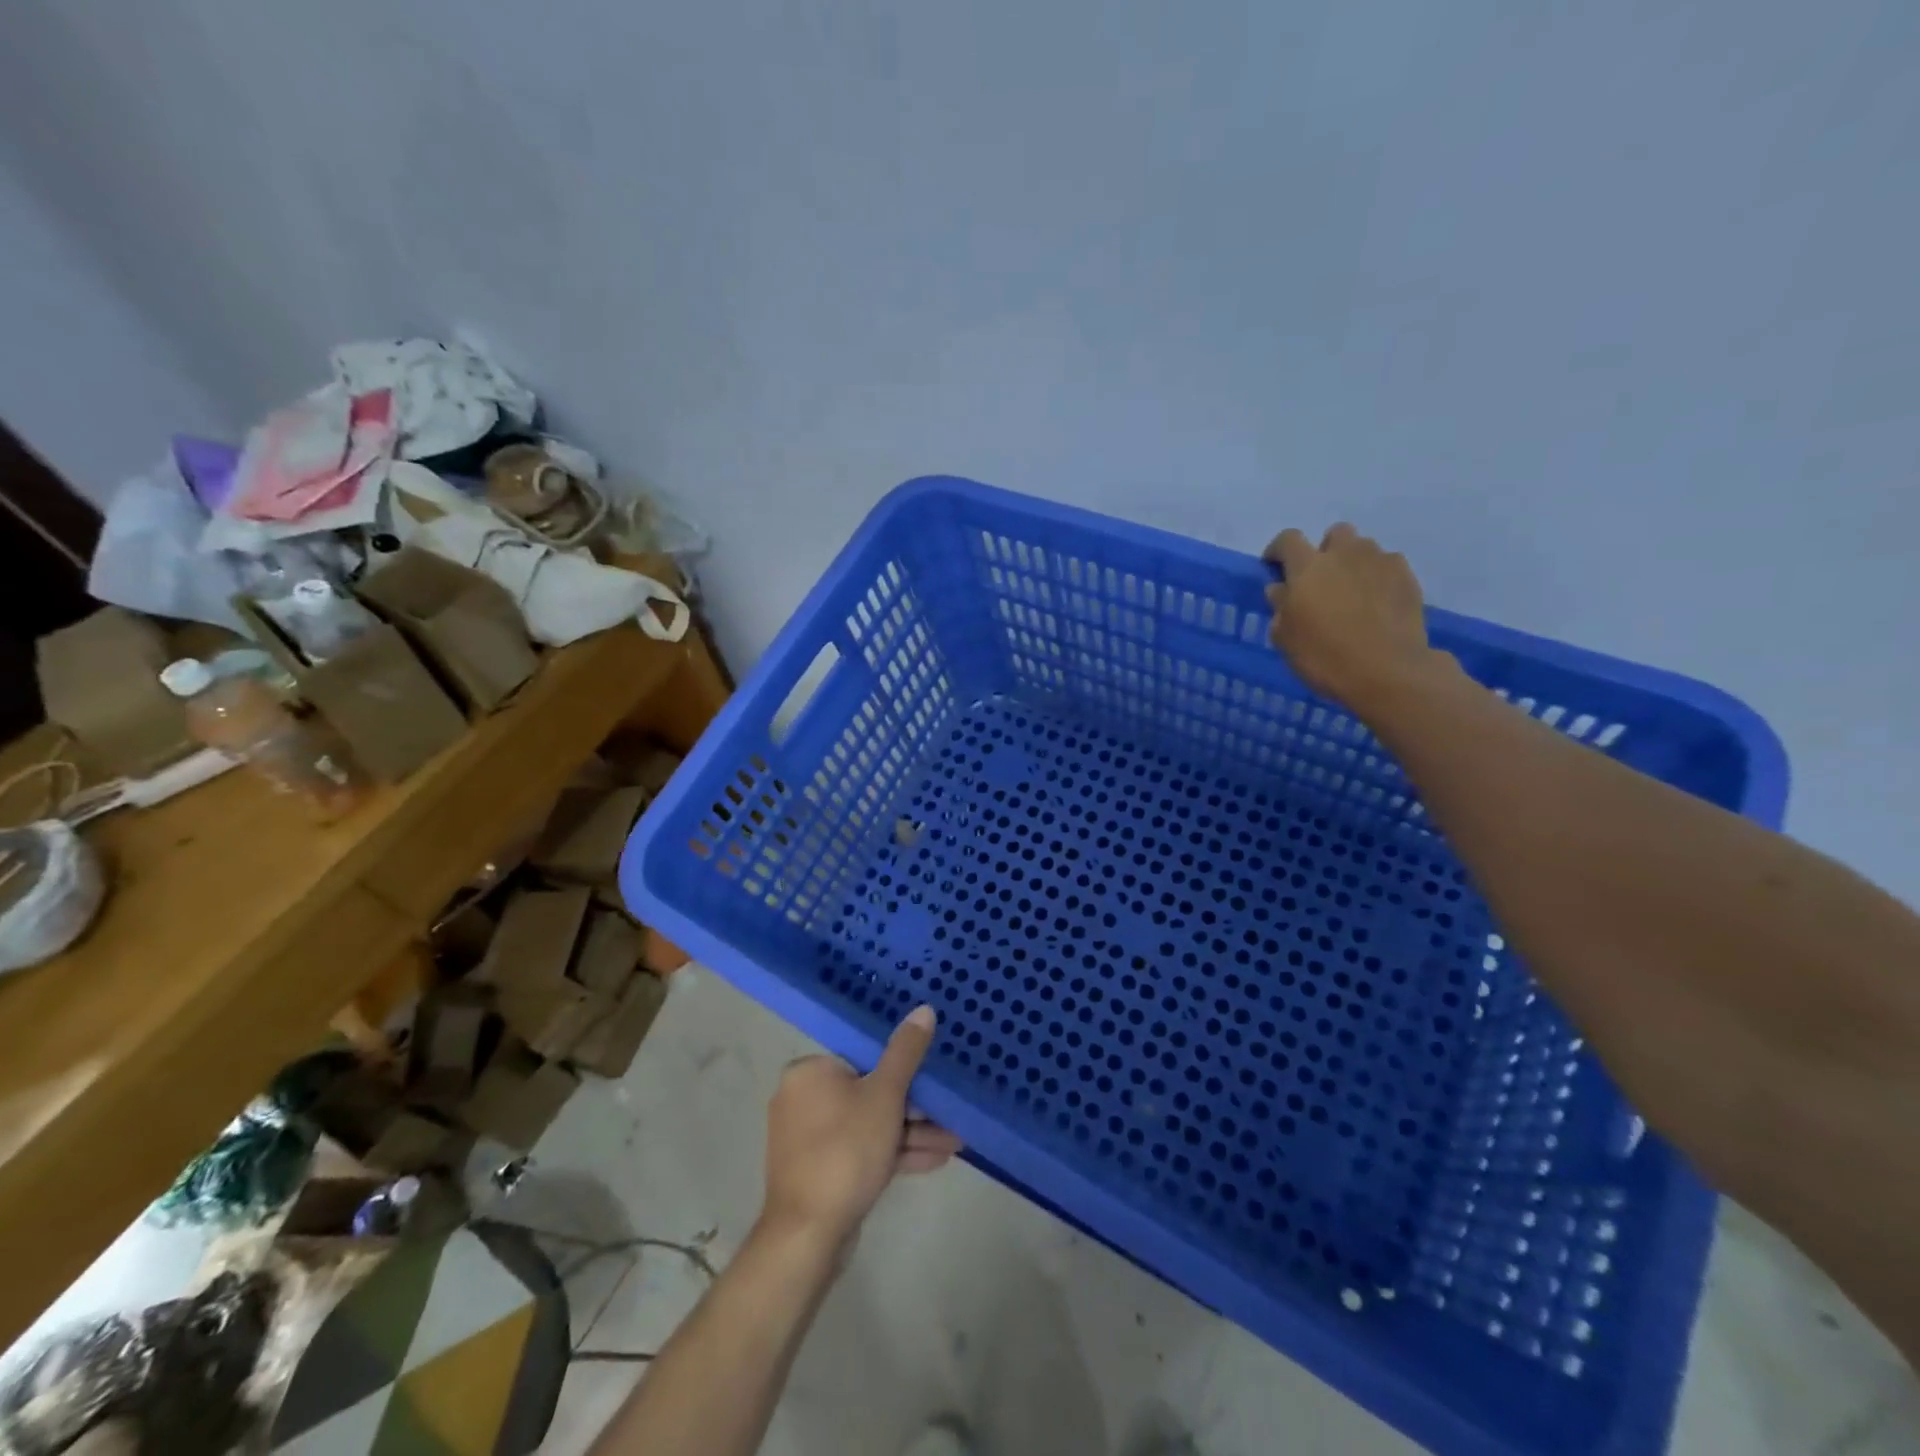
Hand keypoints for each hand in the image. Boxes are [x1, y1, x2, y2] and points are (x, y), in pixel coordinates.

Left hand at [760, 1006, 961, 1247]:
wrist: (808, 1235)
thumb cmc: (846, 1149)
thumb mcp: (885, 1095)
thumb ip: (906, 1052)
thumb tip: (923, 1009)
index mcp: (810, 1072)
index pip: (862, 1057)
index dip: (902, 1068)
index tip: (932, 1080)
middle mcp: (802, 1098)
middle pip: (868, 1092)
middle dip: (914, 1109)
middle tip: (950, 1116)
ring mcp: (808, 1138)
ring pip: (868, 1125)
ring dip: (911, 1134)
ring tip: (955, 1143)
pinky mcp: (818, 1171)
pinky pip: (860, 1151)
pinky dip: (892, 1153)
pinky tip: (935, 1161)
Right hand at [1263, 523, 1446, 712]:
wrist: (1388, 671)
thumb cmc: (1324, 655)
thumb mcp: (1285, 638)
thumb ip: (1280, 606)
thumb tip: (1281, 589)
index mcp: (1308, 566)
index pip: (1287, 540)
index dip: (1278, 550)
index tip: (1275, 567)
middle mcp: (1345, 553)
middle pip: (1335, 534)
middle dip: (1326, 550)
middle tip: (1321, 581)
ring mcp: (1381, 562)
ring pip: (1364, 549)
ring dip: (1354, 564)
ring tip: (1353, 594)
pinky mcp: (1408, 577)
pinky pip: (1388, 567)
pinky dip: (1379, 579)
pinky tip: (1377, 605)